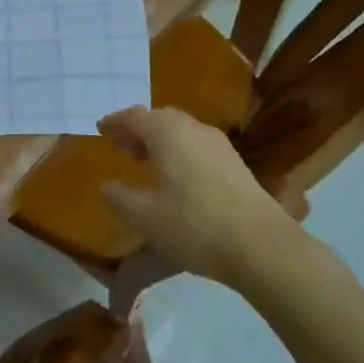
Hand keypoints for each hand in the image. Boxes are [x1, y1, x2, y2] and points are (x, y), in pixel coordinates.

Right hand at [98, 107, 291, 287]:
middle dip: (138, 129)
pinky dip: (179, 150)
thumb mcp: (147, 218)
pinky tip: (177, 176)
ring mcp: (218, 144)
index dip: (115, 122)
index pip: (134, 116)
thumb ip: (121, 199)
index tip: (101, 129)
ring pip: (181, 130)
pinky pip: (197, 144)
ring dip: (160, 140)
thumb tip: (106, 186)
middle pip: (160, 118)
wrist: (261, 245)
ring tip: (146, 162)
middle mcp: (193, 128)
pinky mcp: (235, 162)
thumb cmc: (195, 226)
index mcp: (167, 133)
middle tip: (122, 146)